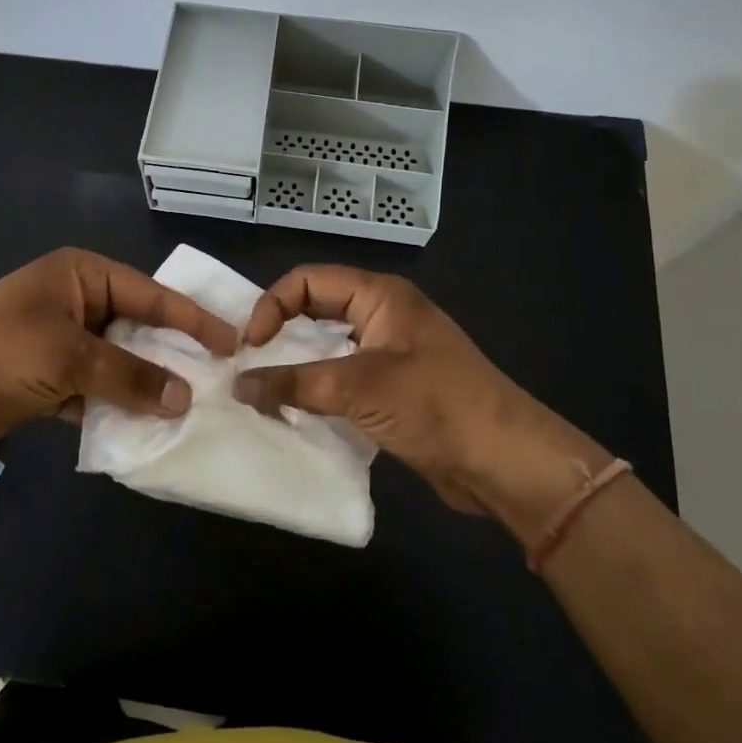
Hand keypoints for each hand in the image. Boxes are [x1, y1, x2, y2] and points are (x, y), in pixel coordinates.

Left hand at [0, 248, 237, 452]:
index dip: (193, 320)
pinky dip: (116, 405)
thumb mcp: (70, 358)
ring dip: (146, 385)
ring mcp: (61, 340)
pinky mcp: (49, 376)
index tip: (232, 343)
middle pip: (138, 327)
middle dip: (172, 355)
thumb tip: (184, 398)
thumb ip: (131, 376)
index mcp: (81, 275)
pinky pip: (96, 388)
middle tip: (218, 379)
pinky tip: (145, 427)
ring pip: (119, 361)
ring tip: (190, 408)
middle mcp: (75, 301)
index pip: (152, 294)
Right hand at [233, 265, 609, 523]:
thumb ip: (294, 383)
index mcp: (379, 296)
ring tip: (262, 391)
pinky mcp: (392, 389)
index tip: (250, 347)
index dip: (273, 306)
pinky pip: (341, 378)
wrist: (503, 461)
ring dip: (296, 366)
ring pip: (328, 346)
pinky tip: (295, 412)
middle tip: (247, 366)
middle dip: (281, 334)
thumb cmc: (434, 406)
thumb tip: (238, 385)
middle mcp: (382, 315)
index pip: (309, 281)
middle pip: (316, 310)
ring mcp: (389, 352)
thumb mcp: (358, 388)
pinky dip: (316, 390)